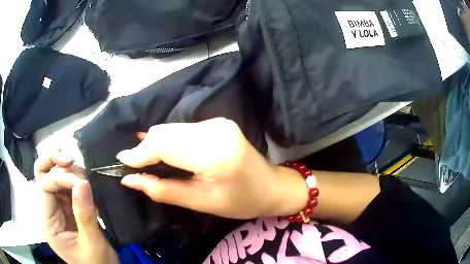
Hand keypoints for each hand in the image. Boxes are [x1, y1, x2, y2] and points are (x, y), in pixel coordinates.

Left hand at [35, 150, 117, 263]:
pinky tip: (89, 185)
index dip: (60, 178)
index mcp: (49, 223)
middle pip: (42, 174)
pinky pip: (69, 185)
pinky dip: (77, 179)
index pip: (45, 187)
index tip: (82, 182)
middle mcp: (50, 211)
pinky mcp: (69, 207)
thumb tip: (82, 183)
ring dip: (68, 170)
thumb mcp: (92, 245)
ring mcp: (59, 208)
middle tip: (70, 160)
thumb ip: (85, 216)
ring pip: (55, 175)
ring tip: (87, 178)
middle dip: (53, 161)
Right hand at [117, 118, 308, 218]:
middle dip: (146, 149)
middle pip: (166, 133)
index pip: (165, 144)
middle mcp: (215, 129)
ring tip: (145, 161)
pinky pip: (182, 129)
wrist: (270, 186)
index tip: (123, 163)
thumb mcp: (201, 202)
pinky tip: (162, 151)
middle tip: (133, 166)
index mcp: (214, 152)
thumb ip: (163, 190)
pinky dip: (169, 140)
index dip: (140, 153)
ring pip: (172, 129)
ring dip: (155, 144)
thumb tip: (130, 179)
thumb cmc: (240, 202)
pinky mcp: (217, 123)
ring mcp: (217, 122)